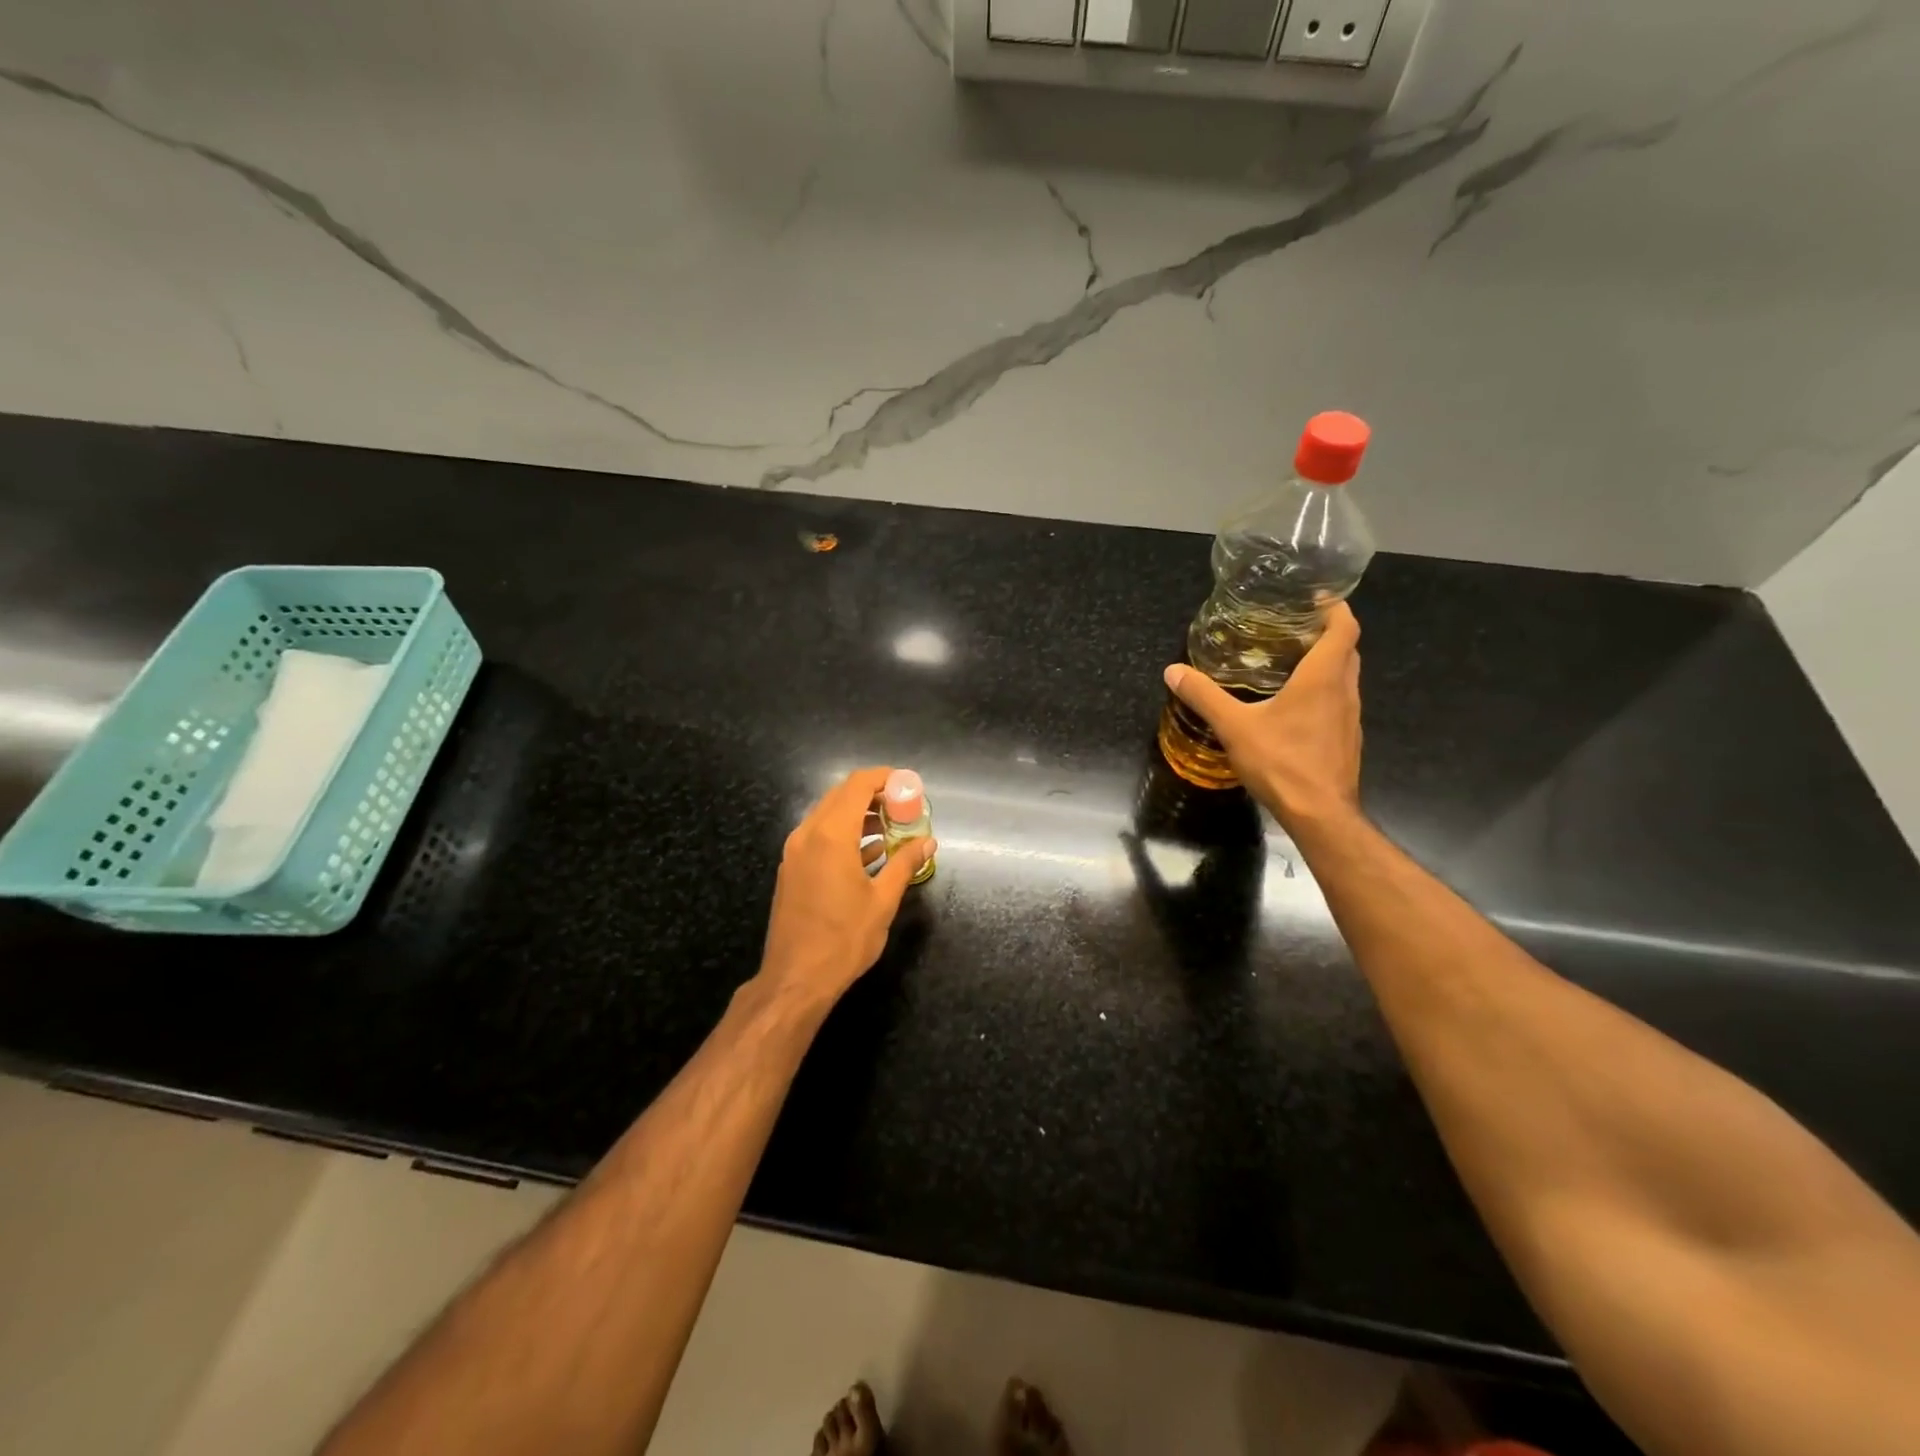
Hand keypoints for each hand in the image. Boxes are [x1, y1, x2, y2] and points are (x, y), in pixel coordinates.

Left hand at [759, 767, 935, 1006]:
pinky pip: (818, 836)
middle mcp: (808, 834)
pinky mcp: (791, 869)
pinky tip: (869, 851)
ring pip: (828, 815)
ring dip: (858, 814)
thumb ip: (905, 864)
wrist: (796, 978)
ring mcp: (795, 851)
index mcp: (831, 835)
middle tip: (903, 806)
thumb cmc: (844, 939)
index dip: (884, 777)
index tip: (908, 784)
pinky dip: (843, 833)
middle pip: (841, 795)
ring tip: (891, 828)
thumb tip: (927, 842)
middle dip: (873, 794)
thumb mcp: (883, 900)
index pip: (857, 785)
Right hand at [1163, 601, 1363, 831]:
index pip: (1345, 628)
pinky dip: (1323, 692)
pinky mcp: (1347, 740)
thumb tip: (1173, 671)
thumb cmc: (1282, 762)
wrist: (1320, 814)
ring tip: (1290, 664)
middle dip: (1326, 634)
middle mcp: (1344, 691)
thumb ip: (1204, 696)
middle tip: (1293, 629)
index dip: (1334, 608)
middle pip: (1347, 649)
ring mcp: (1350, 717)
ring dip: (1326, 664)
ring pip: (1345, 678)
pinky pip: (1339, 703)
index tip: (1315, 599)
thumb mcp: (1234, 727)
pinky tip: (1294, 708)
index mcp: (1323, 677)